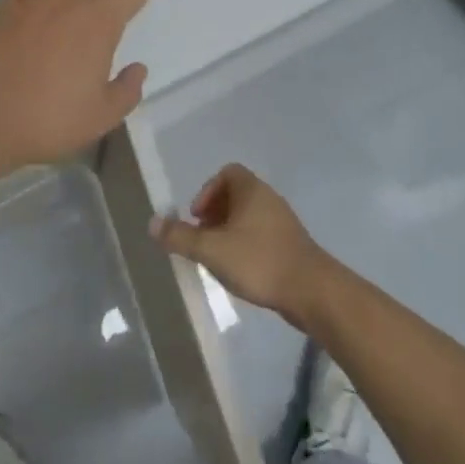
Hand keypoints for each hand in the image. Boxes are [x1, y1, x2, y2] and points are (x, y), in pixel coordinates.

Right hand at [151, 164, 336, 325]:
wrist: (312, 291)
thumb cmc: (259, 261)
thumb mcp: (211, 250)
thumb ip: (180, 236)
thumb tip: (152, 222)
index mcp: (252, 190)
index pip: (228, 172)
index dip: (207, 191)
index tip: (197, 217)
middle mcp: (269, 199)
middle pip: (236, 195)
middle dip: (214, 214)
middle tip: (202, 239)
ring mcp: (283, 222)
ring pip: (248, 217)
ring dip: (229, 231)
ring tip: (217, 257)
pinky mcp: (291, 245)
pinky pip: (261, 234)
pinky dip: (245, 245)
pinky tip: (239, 270)